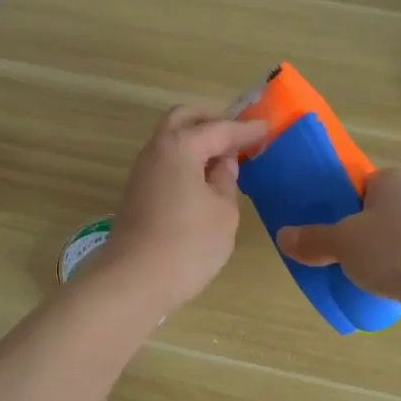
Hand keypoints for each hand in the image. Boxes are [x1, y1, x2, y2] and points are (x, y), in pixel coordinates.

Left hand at [99, 107, 268, 315]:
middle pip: (184, 119)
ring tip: (224, 157)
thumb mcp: (223, 212)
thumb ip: (226, 181)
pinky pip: (165, 161)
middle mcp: (156, 150)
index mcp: (180, 147)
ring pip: (170, 139)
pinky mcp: (137, 192)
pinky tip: (203, 178)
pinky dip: (185, 158)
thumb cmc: (188, 245)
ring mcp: (142, 171)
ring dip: (196, 139)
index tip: (266, 127)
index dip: (245, 129)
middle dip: (212, 120)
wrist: (134, 280)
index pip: (219, 129)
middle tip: (238, 134)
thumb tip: (222, 165)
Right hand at [277, 168, 400, 331]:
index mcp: (394, 180)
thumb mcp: (344, 243)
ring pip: (394, 240)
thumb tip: (283, 237)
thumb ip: (313, 240)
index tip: (320, 229)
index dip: (336, 206)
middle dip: (354, 236)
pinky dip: (398, 275)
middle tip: (331, 256)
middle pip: (374, 214)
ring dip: (377, 258)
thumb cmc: (399, 249)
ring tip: (353, 278)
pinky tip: (383, 292)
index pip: (357, 186)